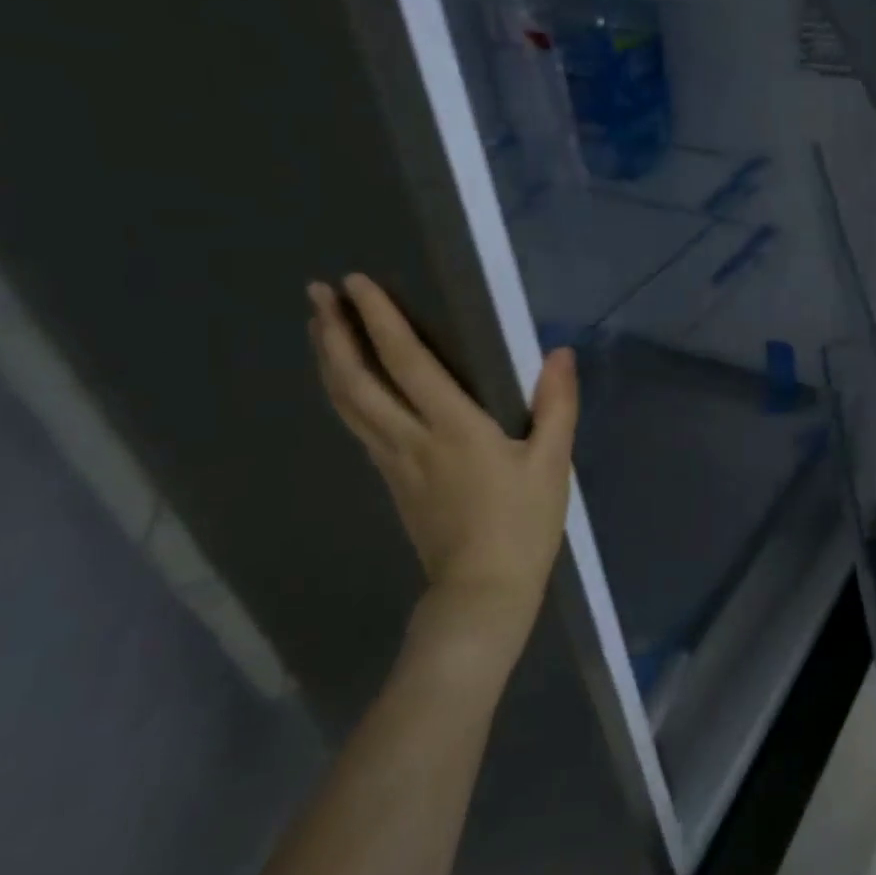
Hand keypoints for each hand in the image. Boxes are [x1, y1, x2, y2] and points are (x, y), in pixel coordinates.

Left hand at [307, 274, 577, 665]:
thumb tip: (559, 353)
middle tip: (316, 294)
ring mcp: (393, 463)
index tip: (357, 282)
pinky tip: (346, 386)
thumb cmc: (522, 524)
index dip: (381, 320)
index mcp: (453, 428)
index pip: (407, 362)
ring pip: (348, 405)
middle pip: (357, 380)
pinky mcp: (392, 482)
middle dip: (334, 334)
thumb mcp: (553, 463)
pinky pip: (358, 427)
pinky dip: (344, 394)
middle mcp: (411, 439)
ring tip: (318, 328)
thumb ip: (556, 404)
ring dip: (329, 361)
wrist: (482, 591)